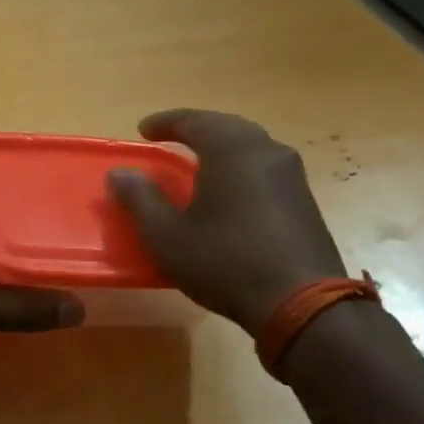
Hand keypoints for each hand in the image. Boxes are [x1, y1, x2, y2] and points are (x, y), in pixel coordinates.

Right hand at [107, 109, 345, 333]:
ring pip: (249, 146)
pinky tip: (229, 191)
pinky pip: (264, 168)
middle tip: (171, 139)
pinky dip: (239, 168)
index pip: (193, 120)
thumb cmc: (224, 261)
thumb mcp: (167, 236)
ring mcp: (291, 174)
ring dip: (221, 148)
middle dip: (196, 129)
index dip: (165, 122)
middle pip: (226, 126)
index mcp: (231, 149)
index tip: (143, 130)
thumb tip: (119, 173)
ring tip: (197, 163)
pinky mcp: (304, 199)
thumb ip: (140, 199)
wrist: (301, 302)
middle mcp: (265, 150)